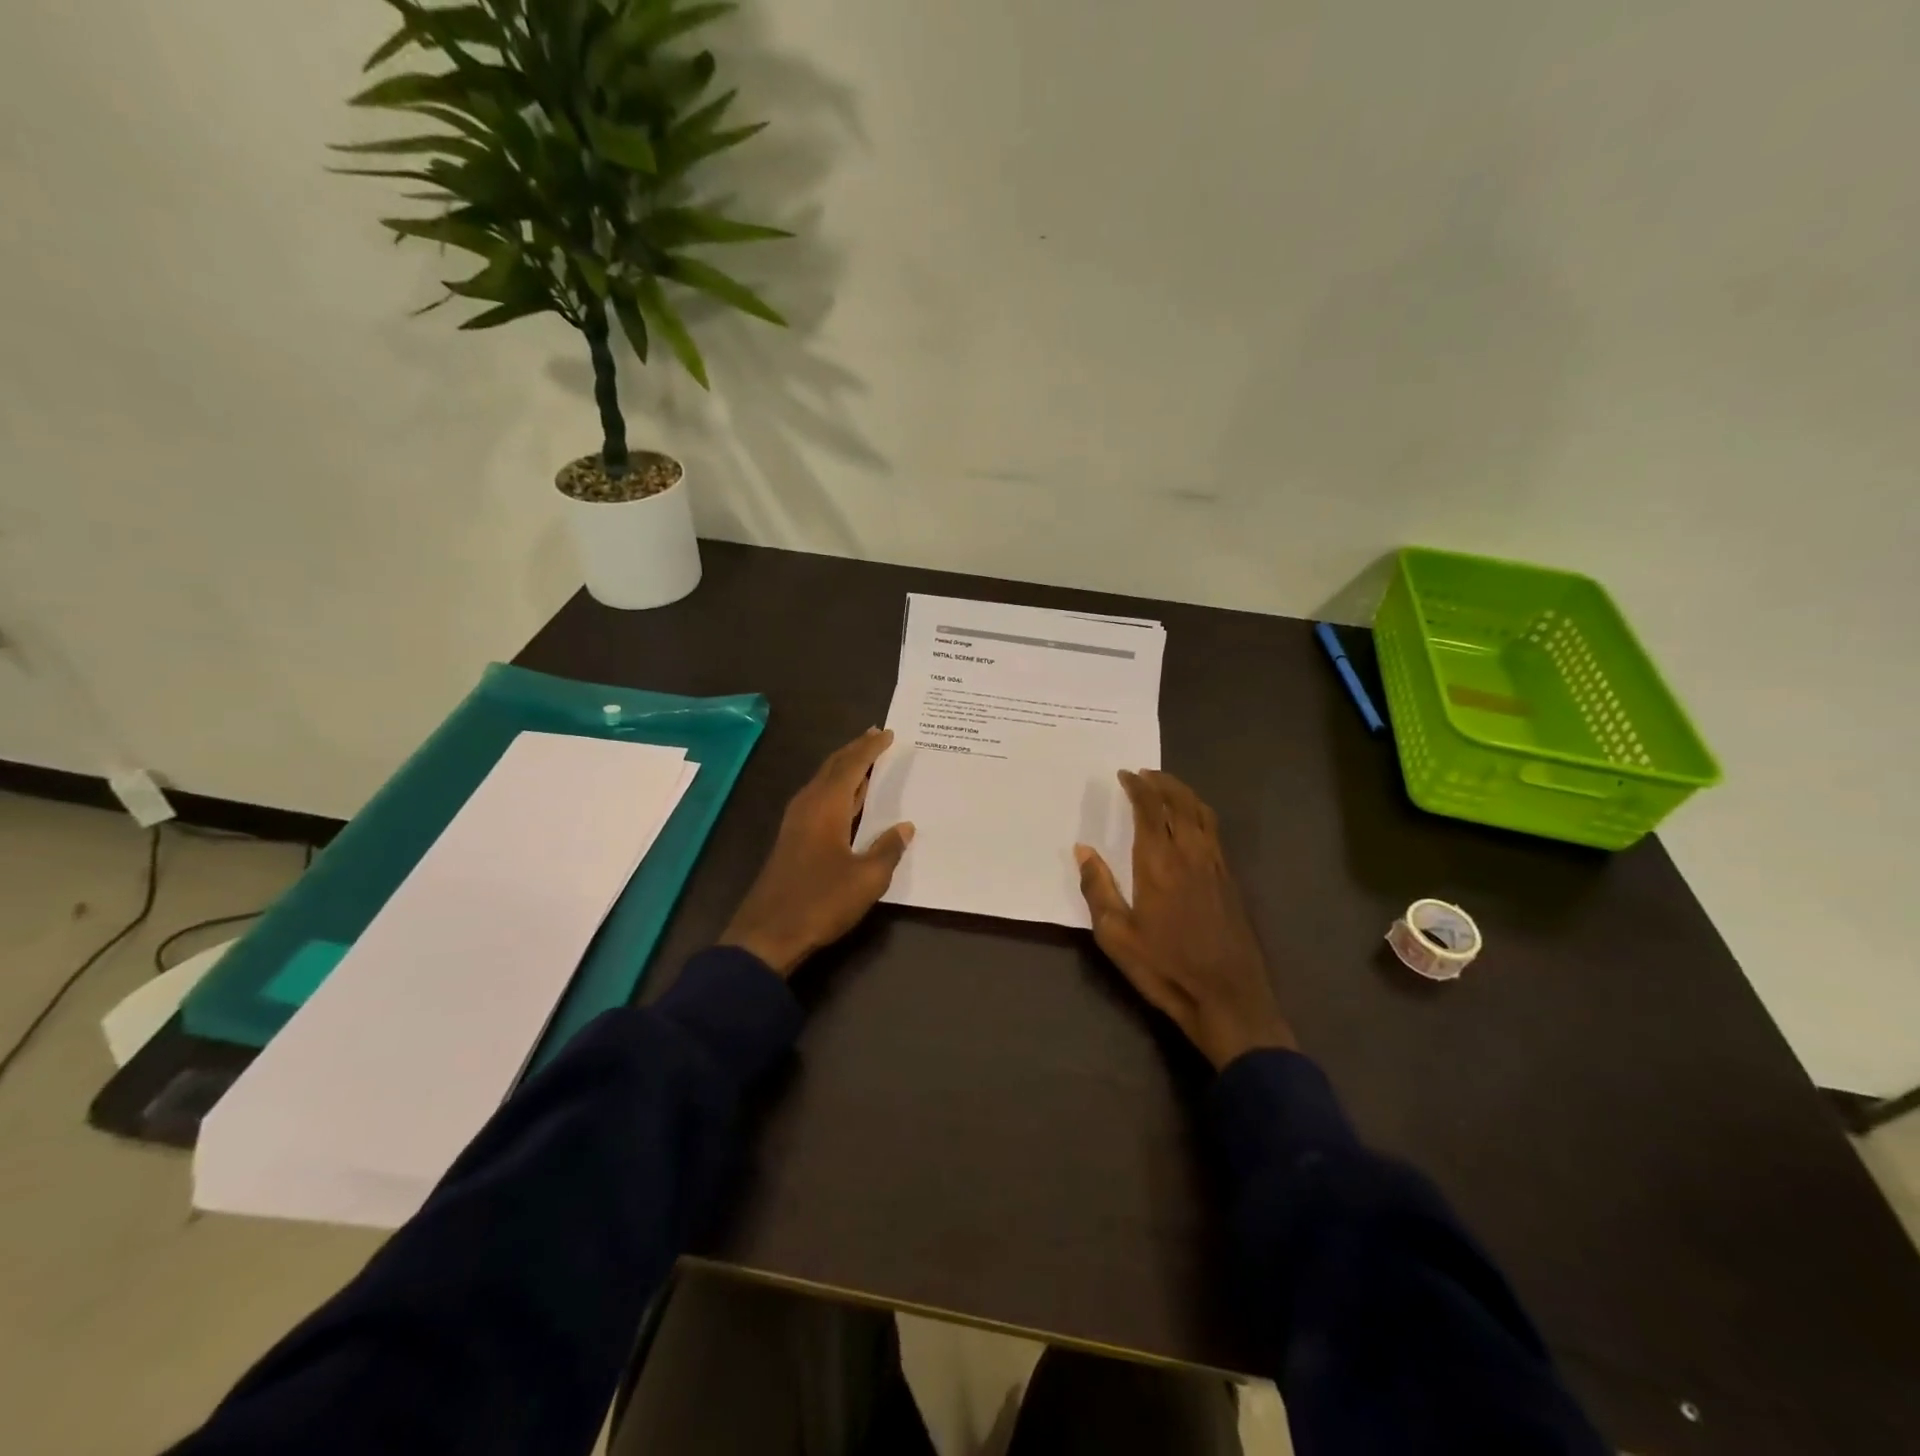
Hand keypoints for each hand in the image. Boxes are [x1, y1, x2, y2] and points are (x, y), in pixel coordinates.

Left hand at [719, 729, 914, 976]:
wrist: (767, 933)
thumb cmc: (820, 901)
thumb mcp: (866, 879)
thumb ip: (887, 850)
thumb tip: (905, 828)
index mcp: (826, 806)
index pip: (852, 765)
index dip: (871, 748)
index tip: (889, 733)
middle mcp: (808, 805)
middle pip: (833, 767)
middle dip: (855, 750)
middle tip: (877, 736)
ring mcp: (797, 822)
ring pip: (823, 782)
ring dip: (845, 768)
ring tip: (867, 761)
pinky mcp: (793, 839)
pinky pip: (819, 799)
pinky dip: (838, 789)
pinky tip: (850, 801)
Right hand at [1075, 770, 1295, 1069]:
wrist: (1227, 997)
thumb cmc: (1165, 967)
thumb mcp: (1116, 935)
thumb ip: (1098, 888)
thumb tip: (1083, 850)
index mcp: (1159, 862)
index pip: (1151, 809)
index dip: (1138, 787)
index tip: (1125, 775)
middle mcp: (1190, 854)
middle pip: (1180, 803)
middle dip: (1162, 782)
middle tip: (1144, 774)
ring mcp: (1215, 866)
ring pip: (1202, 813)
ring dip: (1183, 793)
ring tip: (1166, 788)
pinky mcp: (1229, 881)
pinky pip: (1214, 831)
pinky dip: (1199, 814)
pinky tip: (1190, 823)